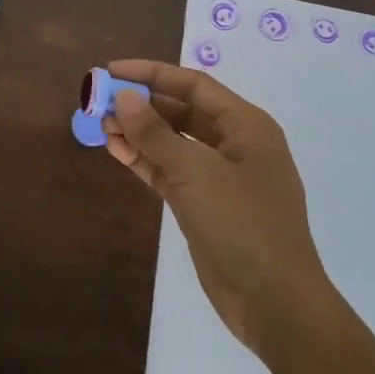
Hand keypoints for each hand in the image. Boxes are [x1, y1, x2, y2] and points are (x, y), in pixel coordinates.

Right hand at [100, 60, 332, 359]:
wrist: (274, 302)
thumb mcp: (196, 172)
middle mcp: (235, 145)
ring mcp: (220, 177)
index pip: (193, 85)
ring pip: (173, 142)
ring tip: (101, 126)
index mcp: (246, 126)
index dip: (152, 74)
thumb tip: (124, 98)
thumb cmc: (242, 225)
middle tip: (100, 101)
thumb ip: (156, 134)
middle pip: (182, 111)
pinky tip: (116, 151)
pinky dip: (145, 160)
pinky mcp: (205, 205)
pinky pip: (170, 171)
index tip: (111, 71)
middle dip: (142, 104)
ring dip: (139, 133)